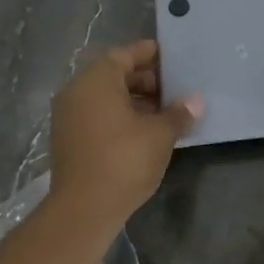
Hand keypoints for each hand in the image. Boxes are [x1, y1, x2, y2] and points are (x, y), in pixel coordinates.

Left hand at [49, 40, 200, 225]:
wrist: (84, 209)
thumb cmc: (124, 160)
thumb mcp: (159, 135)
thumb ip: (178, 114)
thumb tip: (195, 101)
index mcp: (96, 81)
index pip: (124, 55)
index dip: (148, 54)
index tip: (169, 55)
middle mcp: (76, 92)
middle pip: (113, 75)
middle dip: (144, 79)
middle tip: (173, 88)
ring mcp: (68, 117)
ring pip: (105, 98)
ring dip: (134, 100)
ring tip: (164, 111)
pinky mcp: (68, 140)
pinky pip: (97, 116)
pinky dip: (119, 116)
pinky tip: (145, 131)